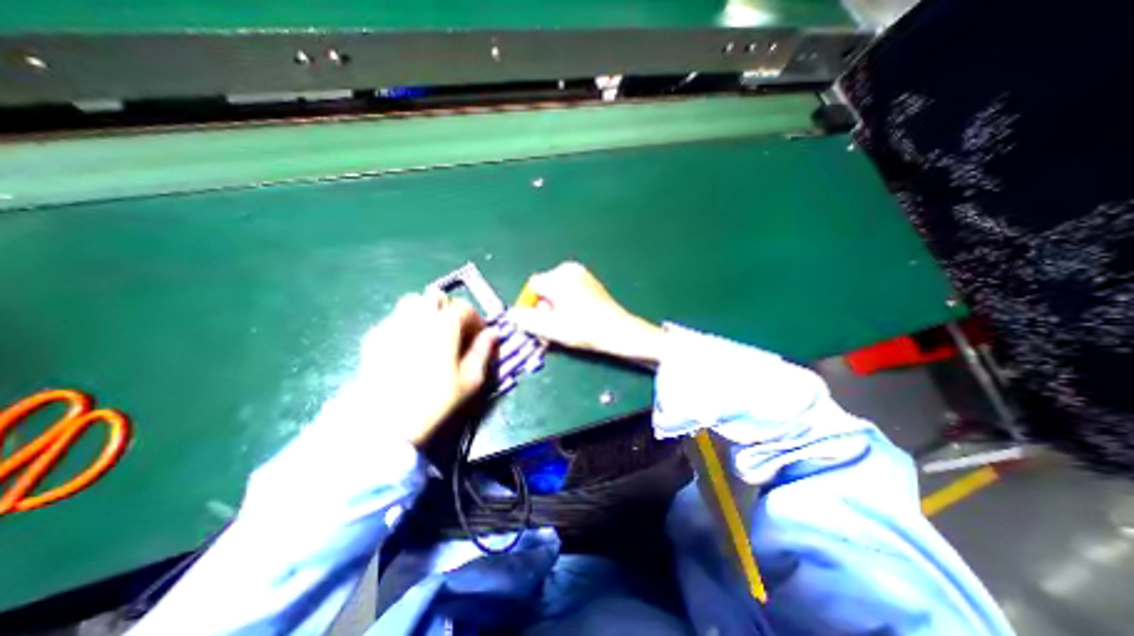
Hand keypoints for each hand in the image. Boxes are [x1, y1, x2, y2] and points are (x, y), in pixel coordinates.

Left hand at [359, 291, 491, 446]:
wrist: (384, 421)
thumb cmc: (434, 400)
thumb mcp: (469, 380)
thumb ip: (483, 352)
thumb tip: (493, 334)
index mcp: (444, 326)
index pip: (463, 308)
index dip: (475, 320)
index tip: (479, 336)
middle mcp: (418, 318)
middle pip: (436, 297)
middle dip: (449, 310)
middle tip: (454, 331)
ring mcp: (393, 325)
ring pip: (411, 302)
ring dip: (425, 312)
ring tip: (430, 333)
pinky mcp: (374, 338)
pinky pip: (393, 319)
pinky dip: (405, 324)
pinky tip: (407, 346)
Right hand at [507, 260, 665, 364]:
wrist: (619, 331)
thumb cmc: (585, 330)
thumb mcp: (552, 329)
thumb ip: (527, 321)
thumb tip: (511, 314)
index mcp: (559, 277)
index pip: (533, 287)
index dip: (531, 305)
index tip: (537, 323)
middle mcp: (569, 269)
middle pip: (544, 288)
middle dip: (543, 306)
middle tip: (551, 326)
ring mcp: (581, 273)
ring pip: (556, 289)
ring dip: (554, 306)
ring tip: (563, 324)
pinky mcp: (589, 280)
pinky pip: (568, 288)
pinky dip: (566, 301)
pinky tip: (574, 317)